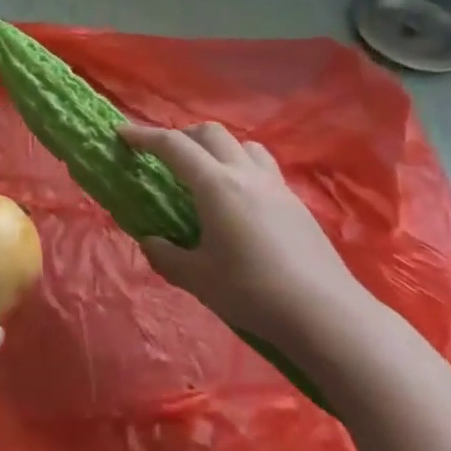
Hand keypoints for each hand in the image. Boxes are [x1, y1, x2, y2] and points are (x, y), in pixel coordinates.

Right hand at [119, 122, 376, 357]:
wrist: (328, 316)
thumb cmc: (253, 292)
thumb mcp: (197, 278)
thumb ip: (166, 256)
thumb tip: (150, 241)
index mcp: (216, 186)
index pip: (174, 146)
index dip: (144, 136)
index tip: (122, 133)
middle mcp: (246, 175)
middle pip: (211, 134)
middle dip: (181, 136)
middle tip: (163, 156)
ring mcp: (276, 187)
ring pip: (243, 145)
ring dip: (217, 148)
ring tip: (204, 173)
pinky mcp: (297, 205)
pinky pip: (263, 168)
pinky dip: (240, 168)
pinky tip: (237, 202)